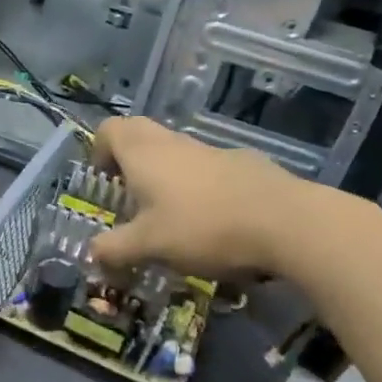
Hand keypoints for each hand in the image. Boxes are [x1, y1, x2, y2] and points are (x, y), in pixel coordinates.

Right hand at [85, 117, 334, 279]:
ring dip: (166, 177)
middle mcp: (175, 143)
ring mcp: (213, 151)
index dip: (99, 150)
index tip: (104, 181)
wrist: (288, 223)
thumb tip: (92, 253)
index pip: (110, 129)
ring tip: (172, 220)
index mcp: (144, 153)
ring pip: (177, 153)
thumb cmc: (203, 227)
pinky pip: (209, 169)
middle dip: (130, 162)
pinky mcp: (245, 165)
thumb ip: (115, 249)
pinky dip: (201, 188)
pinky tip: (214, 224)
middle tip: (131, 198)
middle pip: (141, 135)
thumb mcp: (149, 246)